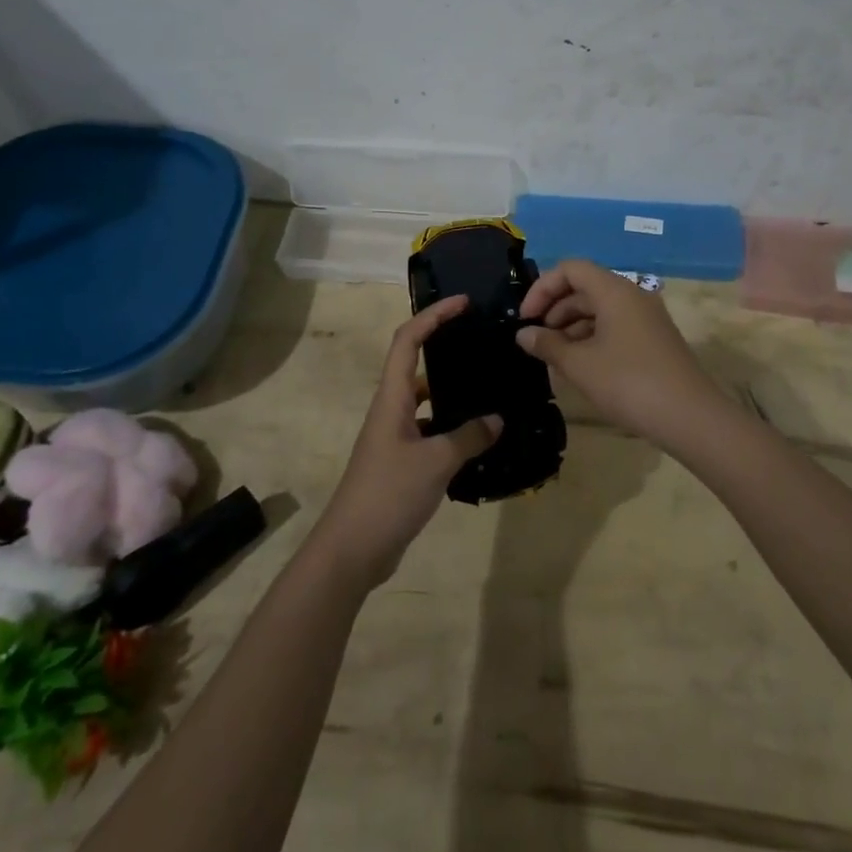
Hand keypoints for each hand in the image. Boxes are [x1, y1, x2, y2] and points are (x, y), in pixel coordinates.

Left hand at [309, 296, 501, 588]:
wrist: (353, 549)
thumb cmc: (388, 494)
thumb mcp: (436, 462)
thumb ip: (469, 437)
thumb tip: (497, 419)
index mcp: (392, 398)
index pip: (408, 340)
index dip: (433, 315)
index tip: (463, 303)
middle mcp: (391, 409)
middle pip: (415, 363)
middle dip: (444, 345)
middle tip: (481, 340)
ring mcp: (395, 436)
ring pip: (426, 400)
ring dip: (452, 390)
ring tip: (489, 386)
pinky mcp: (401, 461)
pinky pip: (430, 431)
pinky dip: (452, 428)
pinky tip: (479, 437)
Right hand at [516, 260, 725, 447]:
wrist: (690, 417)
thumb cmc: (629, 383)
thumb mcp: (580, 365)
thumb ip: (547, 345)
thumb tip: (524, 334)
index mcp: (614, 291)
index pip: (571, 269)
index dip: (543, 288)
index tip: (526, 318)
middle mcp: (632, 295)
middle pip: (585, 288)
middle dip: (555, 310)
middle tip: (536, 341)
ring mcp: (647, 318)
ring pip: (600, 310)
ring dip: (572, 327)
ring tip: (555, 358)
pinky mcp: (654, 340)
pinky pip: (615, 326)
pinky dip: (592, 338)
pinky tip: (581, 367)